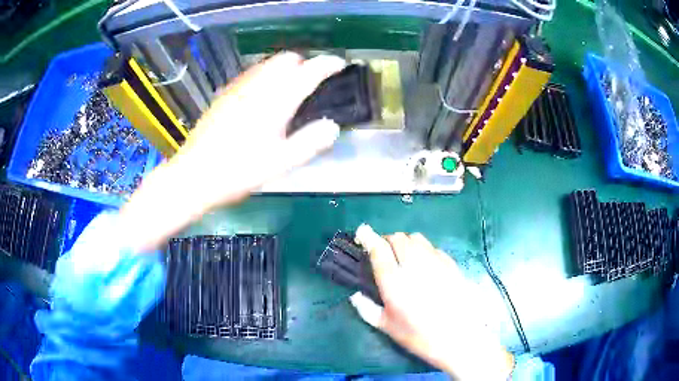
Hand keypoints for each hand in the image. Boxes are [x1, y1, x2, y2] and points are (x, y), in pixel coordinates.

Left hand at [175, 52, 345, 207]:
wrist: (195, 175)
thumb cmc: (239, 171)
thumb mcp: (280, 164)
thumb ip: (310, 142)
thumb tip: (332, 127)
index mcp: (276, 100)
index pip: (309, 70)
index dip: (328, 64)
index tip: (339, 65)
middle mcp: (257, 86)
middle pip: (287, 59)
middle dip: (304, 64)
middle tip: (311, 84)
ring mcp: (238, 88)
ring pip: (268, 63)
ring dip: (284, 69)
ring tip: (289, 91)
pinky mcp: (225, 94)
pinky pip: (252, 74)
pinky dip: (266, 76)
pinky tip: (262, 99)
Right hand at [351, 225, 513, 380]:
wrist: (460, 339)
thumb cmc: (420, 337)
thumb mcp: (388, 328)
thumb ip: (367, 310)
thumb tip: (355, 295)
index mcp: (395, 283)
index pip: (379, 249)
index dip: (368, 236)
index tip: (362, 232)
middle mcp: (414, 267)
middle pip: (398, 238)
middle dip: (387, 240)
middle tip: (383, 251)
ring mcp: (435, 263)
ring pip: (416, 238)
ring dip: (405, 242)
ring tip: (403, 255)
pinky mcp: (451, 265)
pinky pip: (433, 247)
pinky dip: (423, 249)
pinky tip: (424, 264)